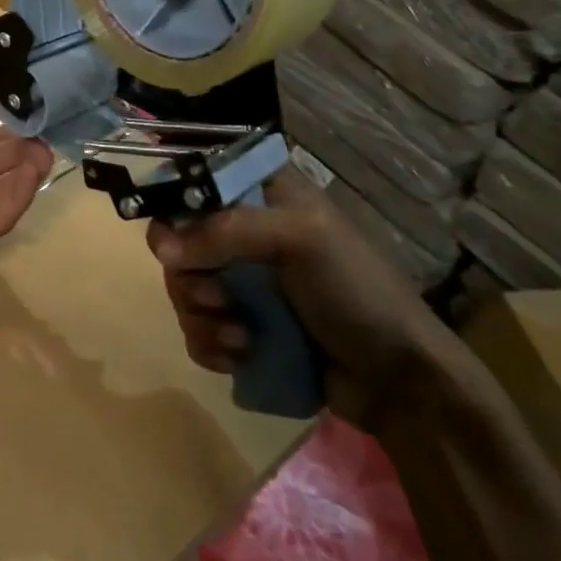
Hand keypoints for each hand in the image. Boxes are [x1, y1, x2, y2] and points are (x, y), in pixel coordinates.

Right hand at [146, 168, 461, 427]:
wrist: (399, 379)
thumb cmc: (356, 291)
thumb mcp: (299, 239)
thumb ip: (227, 231)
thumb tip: (161, 248)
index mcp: (263, 195)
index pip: (197, 181)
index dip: (176, 205)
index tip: (174, 239)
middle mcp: (245, 232)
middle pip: (179, 240)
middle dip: (190, 277)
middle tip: (217, 297)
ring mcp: (242, 282)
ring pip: (183, 288)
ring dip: (202, 317)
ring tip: (240, 337)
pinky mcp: (240, 326)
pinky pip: (196, 329)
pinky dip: (210, 344)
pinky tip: (241, 355)